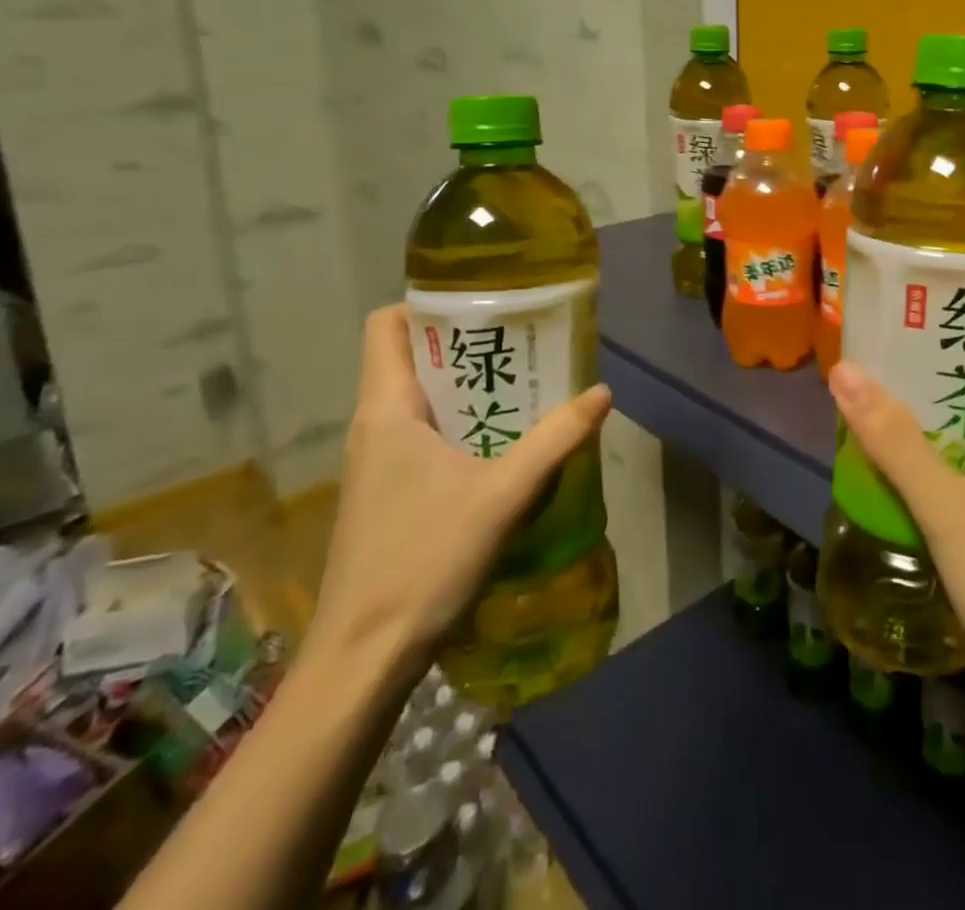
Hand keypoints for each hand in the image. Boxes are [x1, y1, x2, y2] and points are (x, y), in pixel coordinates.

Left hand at [308, 305, 611, 673]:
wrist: (362, 659)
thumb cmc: (423, 562)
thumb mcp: (502, 495)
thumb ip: (555, 440)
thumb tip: (602, 394)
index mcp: (387, 410)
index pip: (387, 325)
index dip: (427, 304)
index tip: (482, 303)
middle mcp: (374, 426)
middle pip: (411, 357)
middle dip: (465, 344)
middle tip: (523, 341)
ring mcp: (376, 462)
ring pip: (419, 399)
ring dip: (467, 387)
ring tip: (523, 385)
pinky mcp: (386, 493)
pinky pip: (422, 435)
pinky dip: (460, 424)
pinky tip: (501, 445)